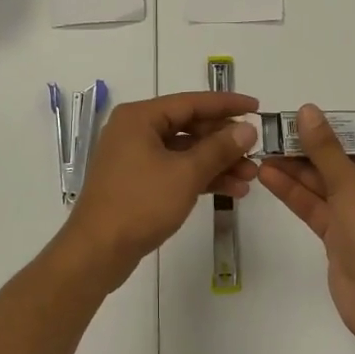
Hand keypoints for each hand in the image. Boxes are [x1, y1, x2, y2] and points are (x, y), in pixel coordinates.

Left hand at [63, 91, 259, 282]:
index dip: (226, 104)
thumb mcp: (186, 174)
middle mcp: (135, 130)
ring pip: (185, 151)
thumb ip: (219, 148)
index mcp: (140, 117)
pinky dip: (200, 177)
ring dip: (217, 162)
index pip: (191, 102)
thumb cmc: (140, 204)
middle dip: (224, 141)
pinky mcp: (138, 182)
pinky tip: (231, 190)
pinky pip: (175, 170)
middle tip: (255, 151)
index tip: (257, 108)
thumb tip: (248, 129)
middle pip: (189, 126)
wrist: (97, 252)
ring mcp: (135, 157)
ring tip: (251, 177)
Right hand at [258, 105, 354, 347]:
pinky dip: (297, 194)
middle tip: (280, 137)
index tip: (324, 132)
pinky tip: (268, 177)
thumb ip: (324, 148)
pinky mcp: (343, 238)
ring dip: (299, 171)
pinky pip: (319, 207)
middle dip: (315, 151)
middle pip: (350, 162)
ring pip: (329, 185)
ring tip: (264, 154)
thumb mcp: (350, 184)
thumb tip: (307, 111)